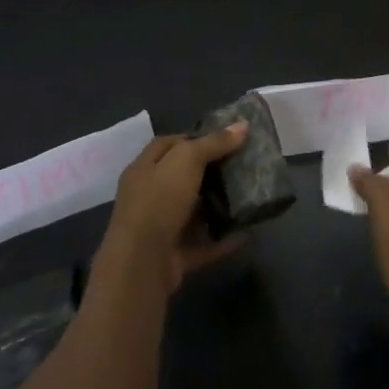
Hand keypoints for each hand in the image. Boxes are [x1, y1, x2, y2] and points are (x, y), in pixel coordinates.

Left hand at [99, 123, 248, 293]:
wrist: (141, 264)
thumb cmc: (159, 200)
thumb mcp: (187, 160)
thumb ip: (214, 143)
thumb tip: (243, 125)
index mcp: (144, 168)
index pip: (169, 145)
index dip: (194, 138)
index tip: (224, 138)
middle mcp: (149, 196)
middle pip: (182, 178)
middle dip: (210, 172)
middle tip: (240, 165)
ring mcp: (160, 228)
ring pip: (192, 212)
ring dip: (216, 206)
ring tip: (247, 196)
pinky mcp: (173, 256)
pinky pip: (203, 244)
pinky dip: (222, 240)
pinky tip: (246, 233)